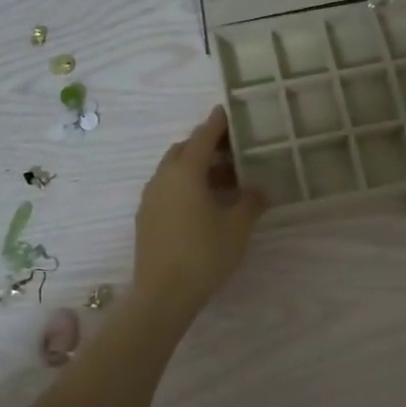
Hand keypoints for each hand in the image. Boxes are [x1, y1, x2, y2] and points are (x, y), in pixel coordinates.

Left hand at [133, 106, 265, 317]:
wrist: (163, 295)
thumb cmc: (204, 254)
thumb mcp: (237, 227)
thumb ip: (250, 202)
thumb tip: (258, 189)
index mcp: (185, 172)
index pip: (203, 137)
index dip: (217, 123)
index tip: (227, 111)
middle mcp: (163, 178)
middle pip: (185, 150)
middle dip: (207, 146)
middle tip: (233, 151)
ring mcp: (151, 198)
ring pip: (174, 171)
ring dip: (197, 168)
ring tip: (224, 180)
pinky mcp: (146, 218)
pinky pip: (168, 189)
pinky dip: (186, 186)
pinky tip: (204, 204)